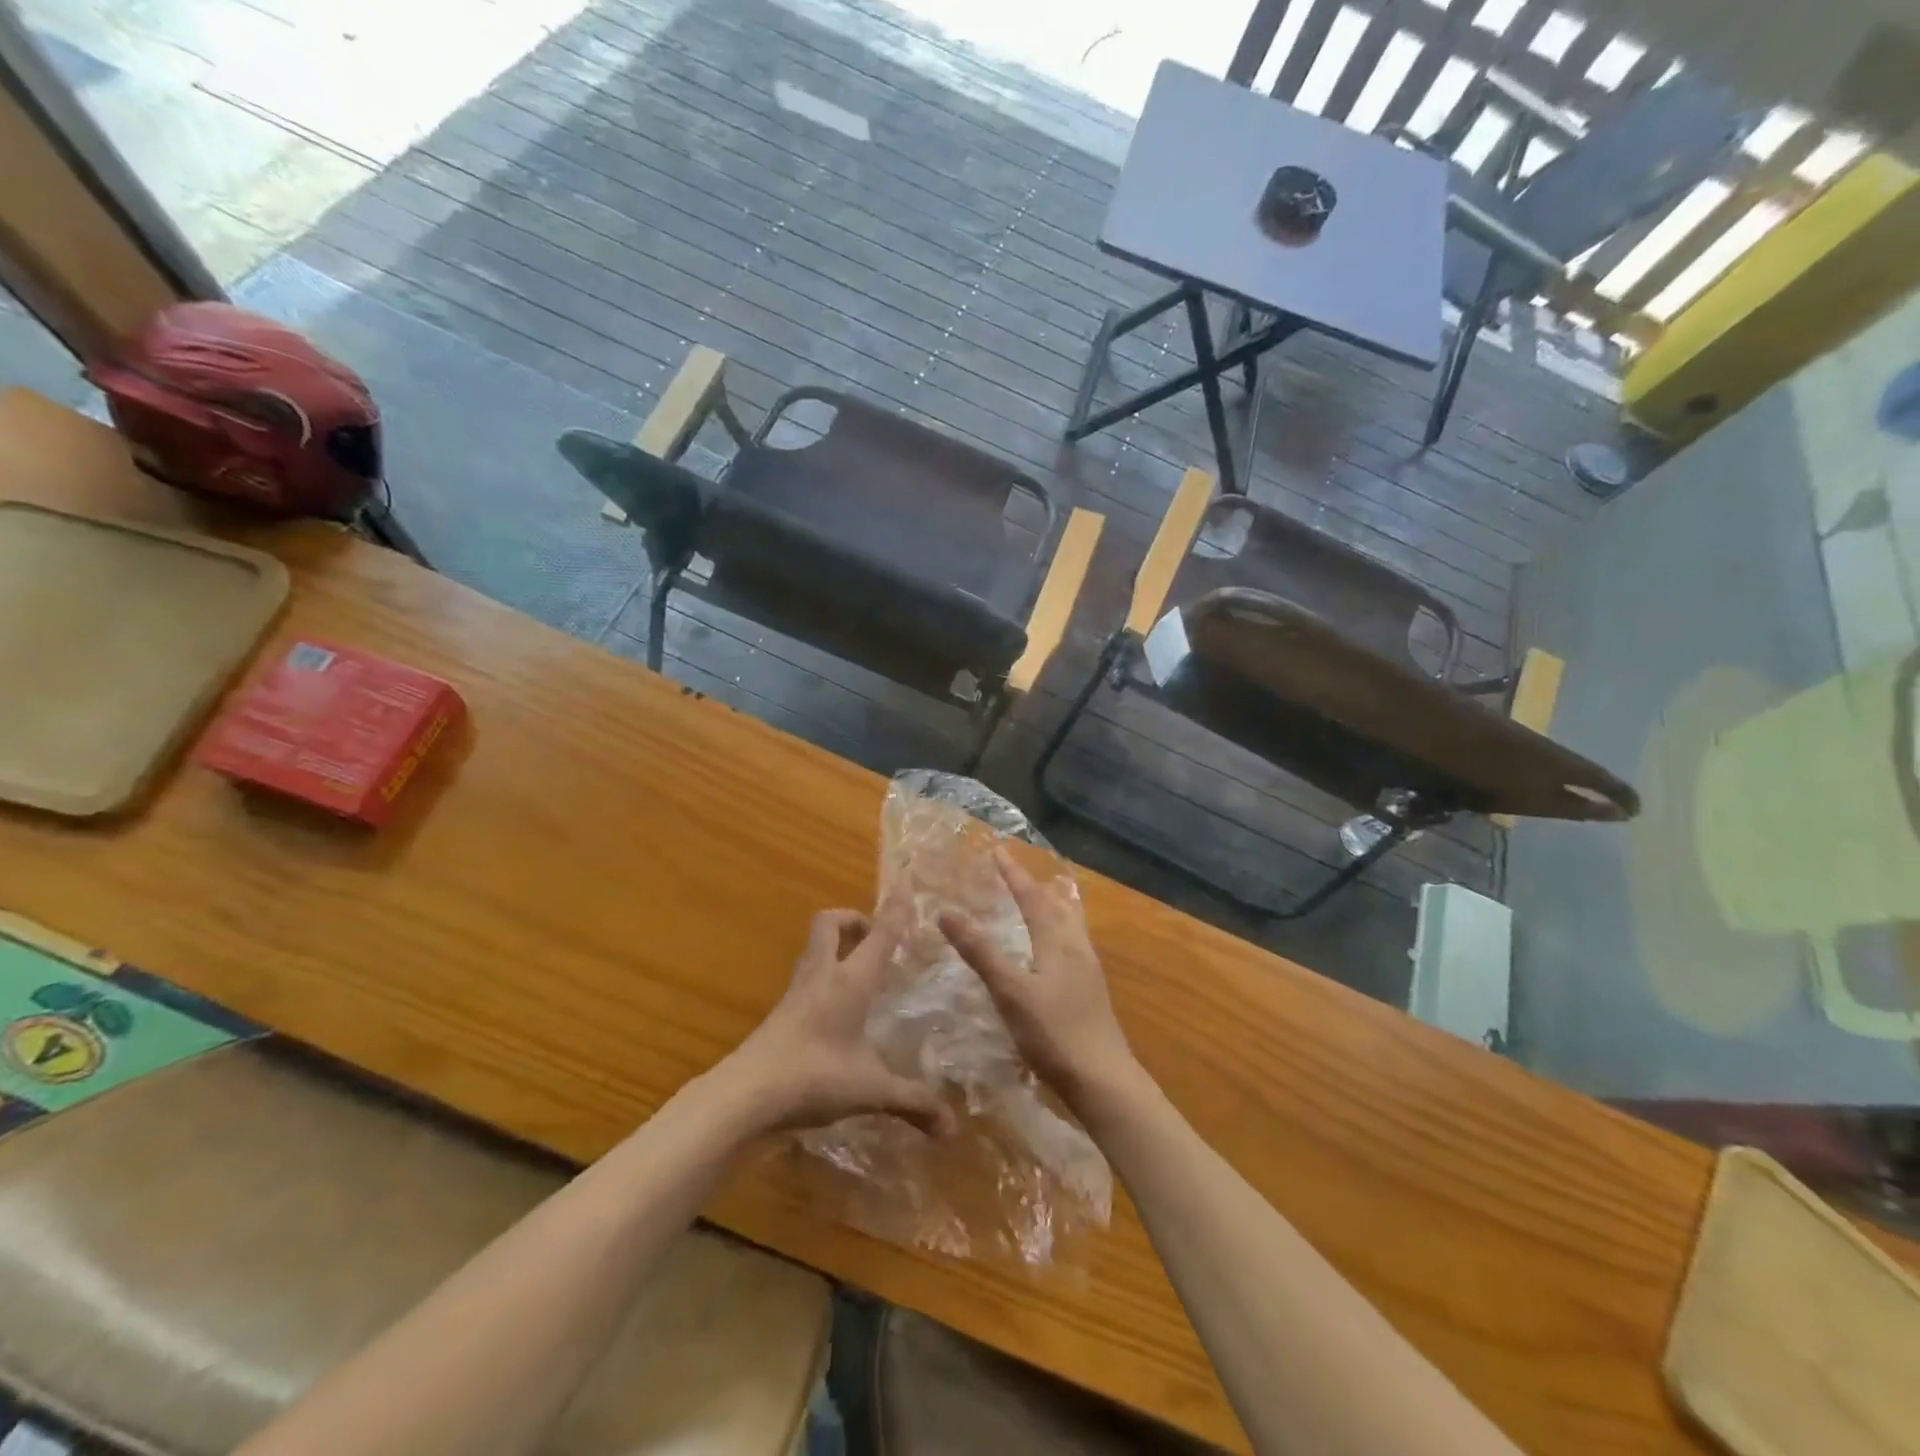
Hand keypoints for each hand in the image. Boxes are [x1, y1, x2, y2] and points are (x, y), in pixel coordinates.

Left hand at [721, 900, 953, 1137]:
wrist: (745, 1095)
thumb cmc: (814, 1077)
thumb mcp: (871, 1090)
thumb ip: (912, 1103)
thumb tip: (952, 1128)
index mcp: (850, 980)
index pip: (879, 934)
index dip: (894, 910)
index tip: (907, 887)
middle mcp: (822, 975)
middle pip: (830, 923)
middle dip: (854, 920)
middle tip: (877, 940)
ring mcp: (796, 992)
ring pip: (815, 948)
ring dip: (837, 946)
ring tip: (862, 971)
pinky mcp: (781, 1012)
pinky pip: (807, 977)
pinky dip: (825, 977)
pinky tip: (837, 1009)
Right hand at [939, 846, 1138, 1111]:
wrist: (1103, 1080)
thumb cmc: (1055, 1033)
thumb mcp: (1011, 991)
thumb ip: (981, 952)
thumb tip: (947, 912)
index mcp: (1058, 941)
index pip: (1032, 897)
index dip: (1013, 874)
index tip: (997, 851)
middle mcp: (1077, 948)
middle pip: (1058, 905)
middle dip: (1035, 885)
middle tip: (1016, 872)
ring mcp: (1087, 970)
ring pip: (1070, 925)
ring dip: (1052, 906)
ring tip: (1041, 898)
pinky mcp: (1090, 991)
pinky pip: (1072, 944)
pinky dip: (1058, 930)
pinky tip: (1053, 950)